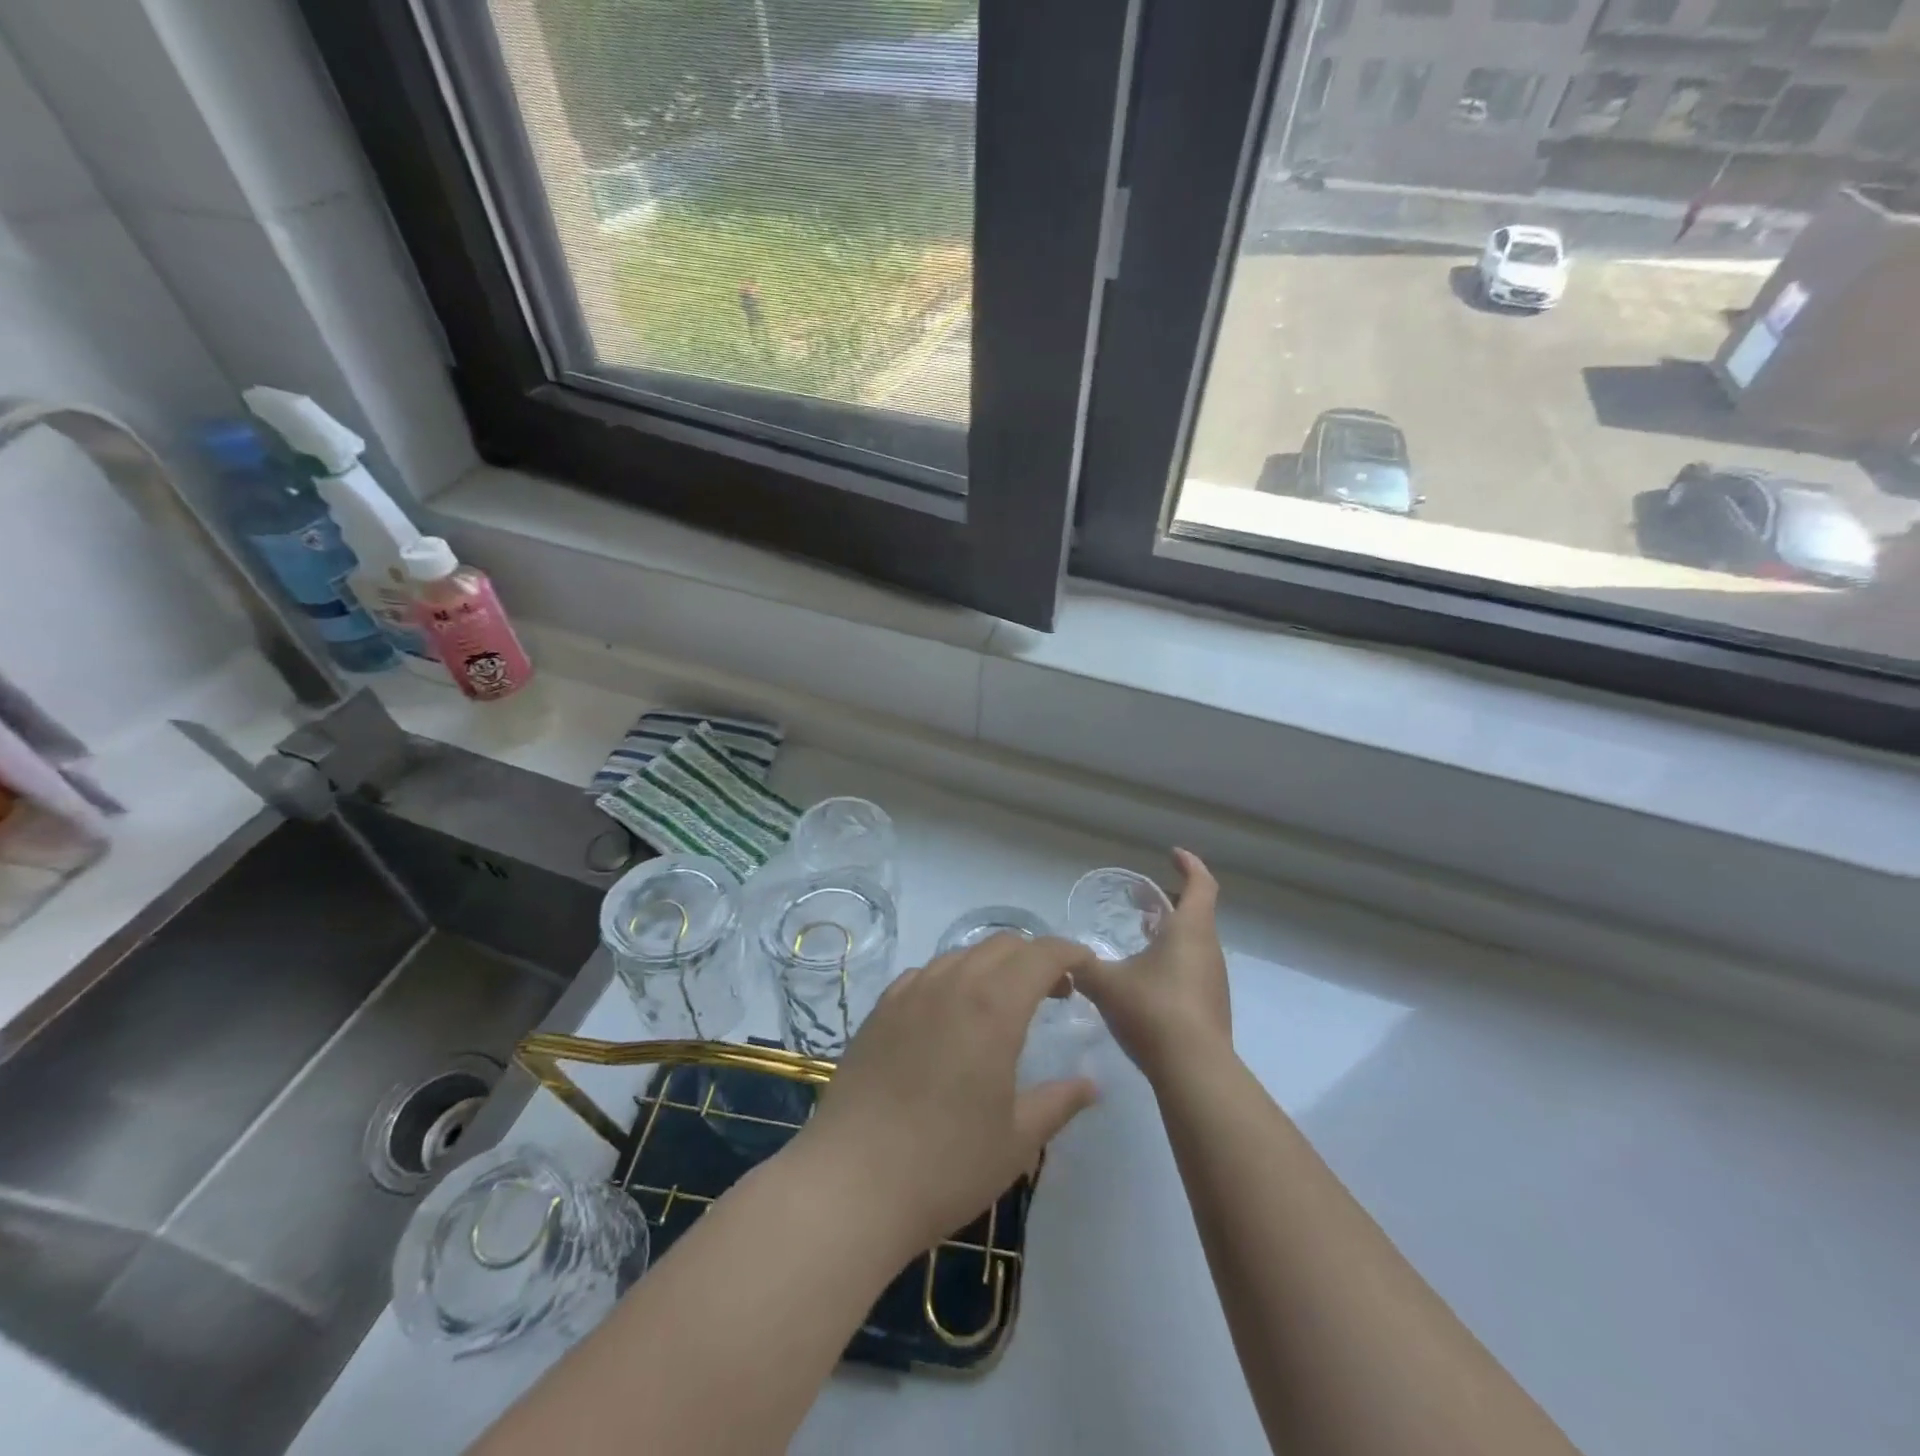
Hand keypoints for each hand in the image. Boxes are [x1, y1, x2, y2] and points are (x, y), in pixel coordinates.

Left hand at [793, 935, 1099, 1255]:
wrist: (850, 1184)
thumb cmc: (946, 1166)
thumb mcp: (1016, 1141)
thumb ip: (1058, 1102)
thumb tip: (1091, 1084)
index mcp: (992, 1007)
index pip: (1040, 954)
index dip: (1069, 953)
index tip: (1087, 968)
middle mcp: (951, 984)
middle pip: (1002, 946)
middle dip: (1035, 957)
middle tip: (1054, 993)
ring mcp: (909, 993)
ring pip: (961, 955)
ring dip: (993, 966)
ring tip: (1004, 1005)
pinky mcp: (880, 1010)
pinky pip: (925, 975)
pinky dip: (952, 979)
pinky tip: (951, 1016)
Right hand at [1076, 849, 1232, 1086]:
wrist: (1194, 1071)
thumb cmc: (1152, 1011)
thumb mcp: (1105, 983)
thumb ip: (1079, 965)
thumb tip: (1058, 956)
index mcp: (1190, 930)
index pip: (1201, 884)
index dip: (1189, 865)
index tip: (1172, 855)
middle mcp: (1209, 949)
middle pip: (1198, 913)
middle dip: (1172, 902)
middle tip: (1143, 900)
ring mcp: (1214, 980)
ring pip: (1196, 943)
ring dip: (1172, 933)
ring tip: (1141, 936)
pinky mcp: (1212, 1007)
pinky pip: (1194, 969)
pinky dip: (1174, 960)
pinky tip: (1147, 979)